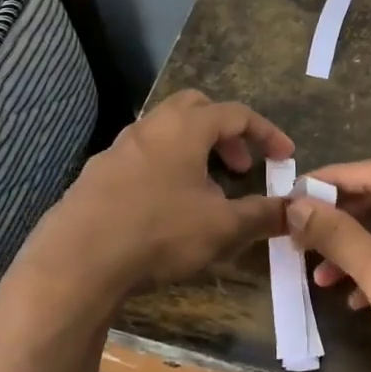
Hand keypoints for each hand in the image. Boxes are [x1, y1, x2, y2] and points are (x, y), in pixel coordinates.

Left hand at [19, 90, 293, 306]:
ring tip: (205, 191)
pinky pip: (140, 158)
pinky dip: (164, 170)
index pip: (237, 114)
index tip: (285, 156)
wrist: (75, 263)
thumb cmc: (159, 232)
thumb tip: (295, 211)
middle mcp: (150, 127)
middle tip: (238, 165)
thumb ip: (262, 215)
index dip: (266, 133)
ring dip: (192, 152)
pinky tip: (164, 209)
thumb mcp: (222, 228)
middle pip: (195, 108)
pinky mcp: (95, 176)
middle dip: (224, 132)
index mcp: (185, 128)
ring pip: (164, 133)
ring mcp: (117, 149)